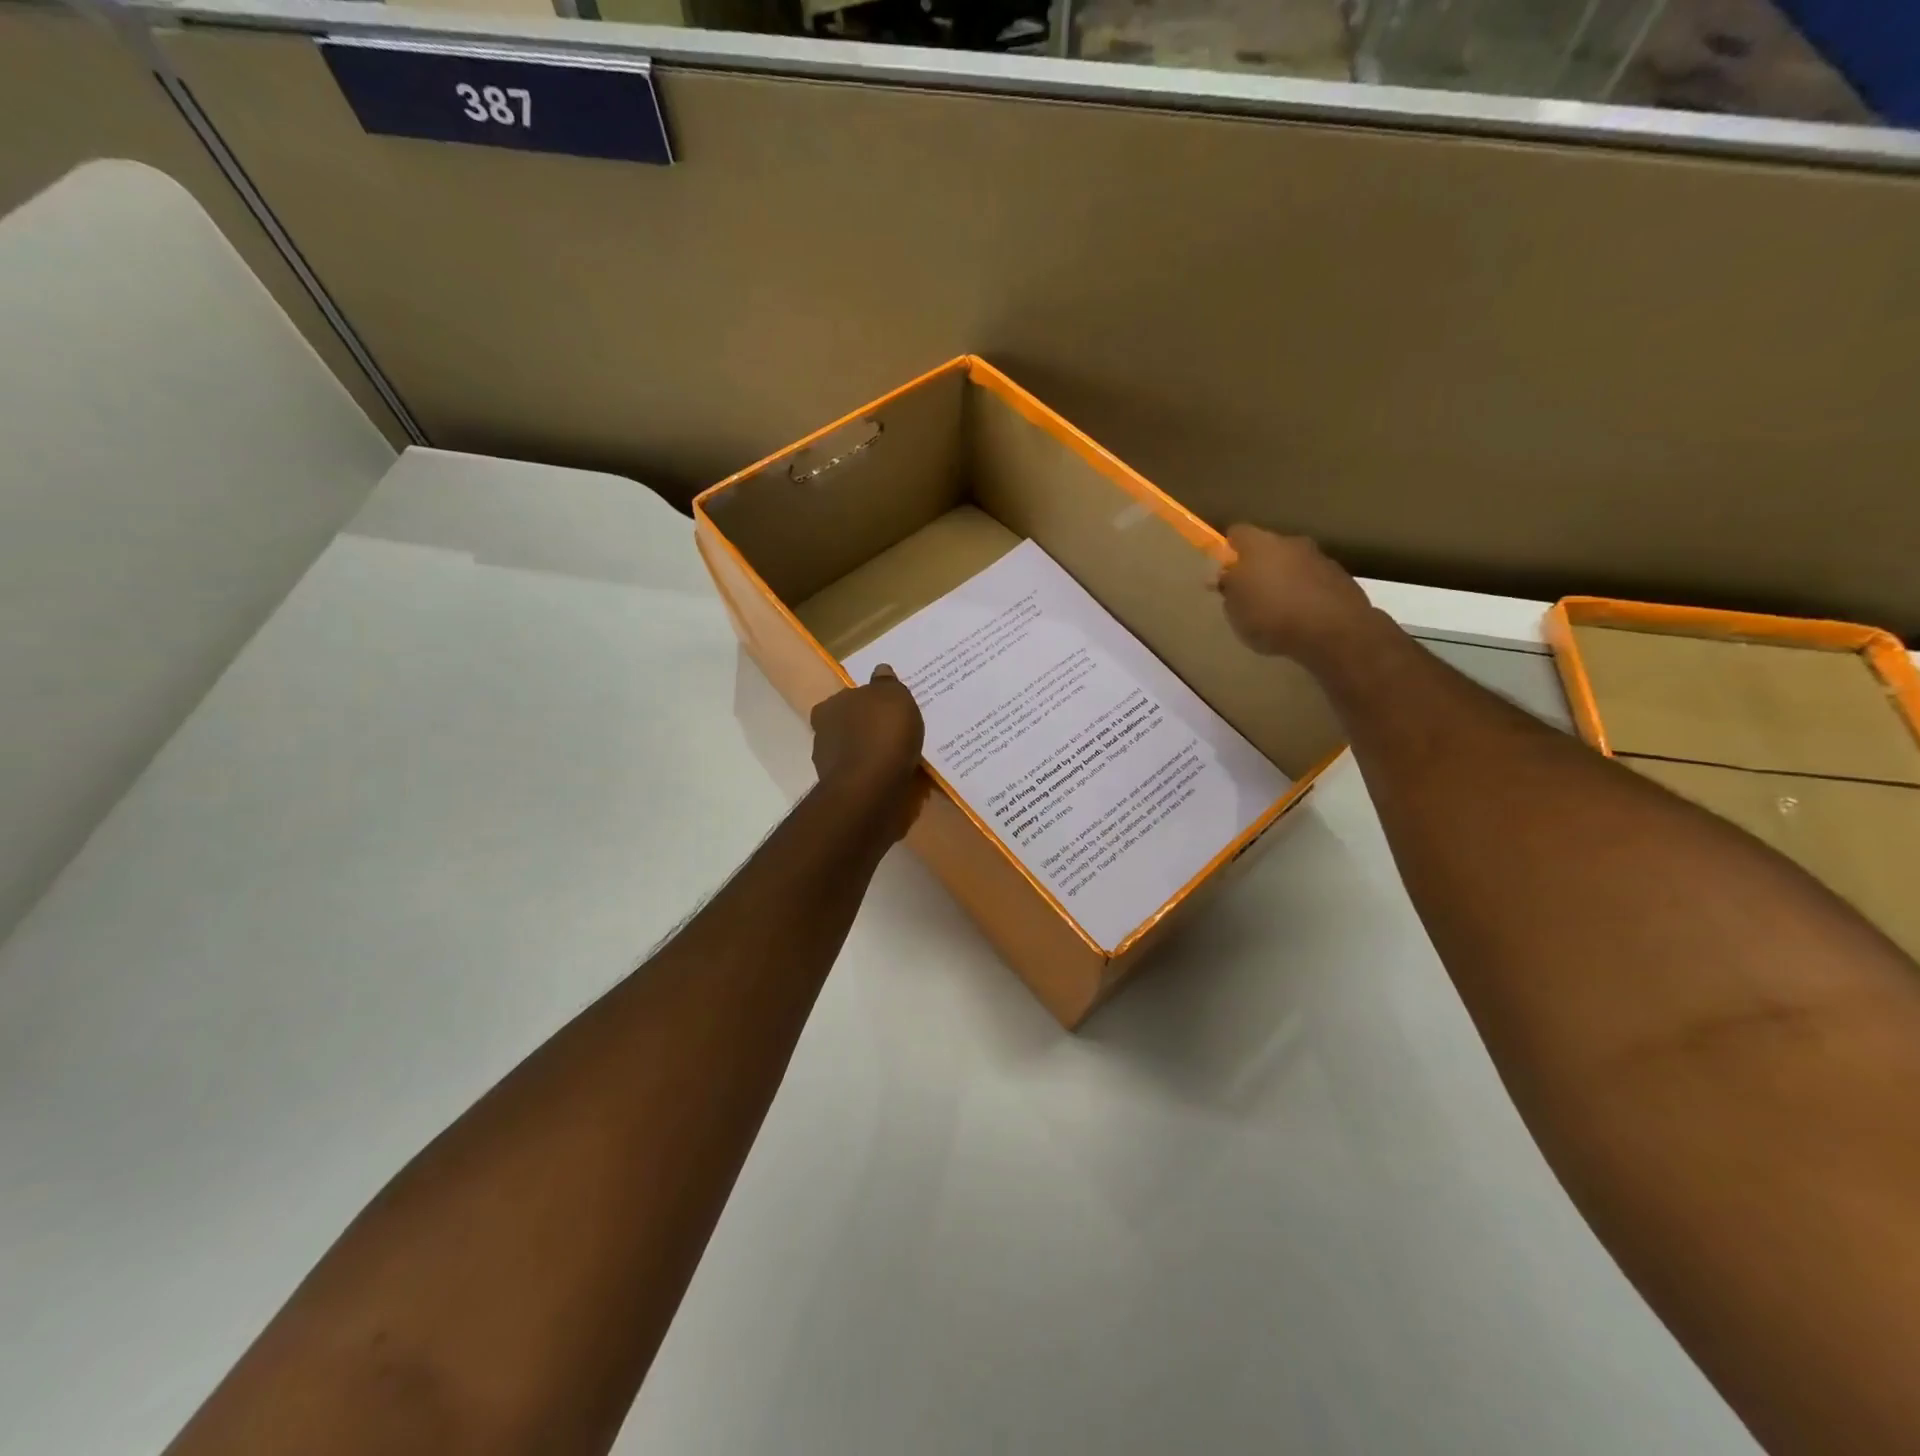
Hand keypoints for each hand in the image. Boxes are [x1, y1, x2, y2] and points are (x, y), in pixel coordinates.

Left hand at [810, 665, 927, 840]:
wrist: (871, 789)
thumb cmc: (882, 733)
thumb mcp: (893, 696)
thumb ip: (885, 683)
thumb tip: (880, 670)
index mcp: (829, 707)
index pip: (847, 699)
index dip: (868, 703)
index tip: (887, 710)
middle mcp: (822, 734)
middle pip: (848, 726)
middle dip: (867, 729)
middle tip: (895, 732)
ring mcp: (829, 766)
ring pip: (854, 753)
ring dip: (871, 754)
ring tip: (899, 758)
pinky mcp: (842, 791)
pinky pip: (863, 777)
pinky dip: (875, 776)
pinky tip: (894, 777)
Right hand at [1215, 526, 1379, 668]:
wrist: (1334, 630)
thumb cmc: (1272, 616)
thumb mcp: (1235, 609)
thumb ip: (1228, 589)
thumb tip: (1224, 577)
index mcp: (1259, 545)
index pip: (1237, 533)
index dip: (1228, 551)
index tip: (1225, 573)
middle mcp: (1290, 542)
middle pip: (1267, 548)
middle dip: (1258, 567)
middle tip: (1250, 595)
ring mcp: (1319, 557)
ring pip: (1292, 563)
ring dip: (1284, 579)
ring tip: (1278, 610)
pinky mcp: (1341, 576)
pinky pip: (1313, 580)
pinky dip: (1305, 592)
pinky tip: (1302, 616)